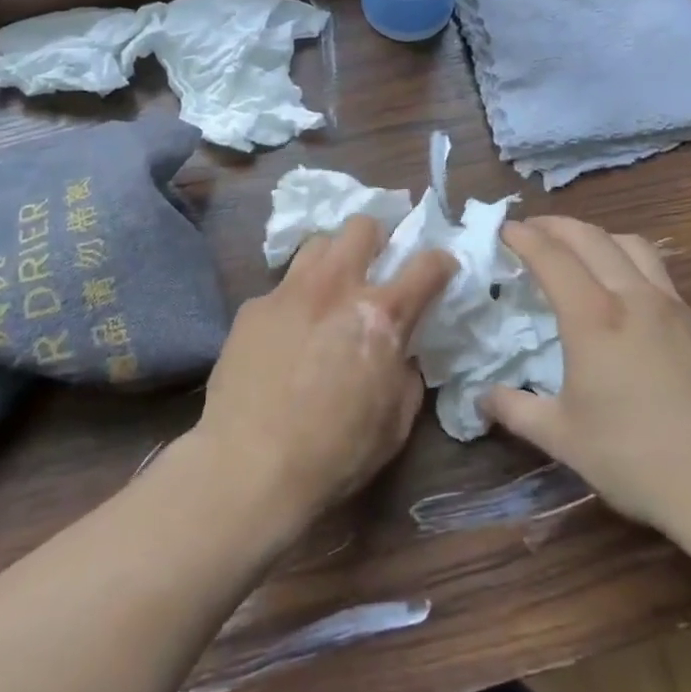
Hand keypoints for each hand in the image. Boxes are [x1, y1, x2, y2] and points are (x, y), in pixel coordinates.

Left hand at [192, 215, 454, 538]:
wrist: (249, 466)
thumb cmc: (335, 453)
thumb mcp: (395, 421)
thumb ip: (406, 373)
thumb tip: (400, 352)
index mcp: (381, 315)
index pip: (426, 265)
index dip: (441, 262)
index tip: (440, 269)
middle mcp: (336, 287)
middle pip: (362, 225)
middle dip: (377, 238)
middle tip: (376, 266)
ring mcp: (289, 292)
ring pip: (317, 243)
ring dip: (333, 259)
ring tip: (331, 288)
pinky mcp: (253, 307)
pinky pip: (282, 287)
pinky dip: (295, 300)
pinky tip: (287, 333)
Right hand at [481, 217, 690, 552]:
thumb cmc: (636, 459)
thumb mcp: (562, 438)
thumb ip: (515, 410)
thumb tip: (481, 399)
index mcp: (593, 317)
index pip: (551, 256)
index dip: (523, 237)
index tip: (502, 229)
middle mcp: (632, 296)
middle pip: (590, 237)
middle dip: (554, 225)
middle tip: (530, 229)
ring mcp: (671, 305)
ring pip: (630, 244)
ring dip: (596, 235)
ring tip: (577, 249)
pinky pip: (656, 269)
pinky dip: (627, 258)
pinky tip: (622, 288)